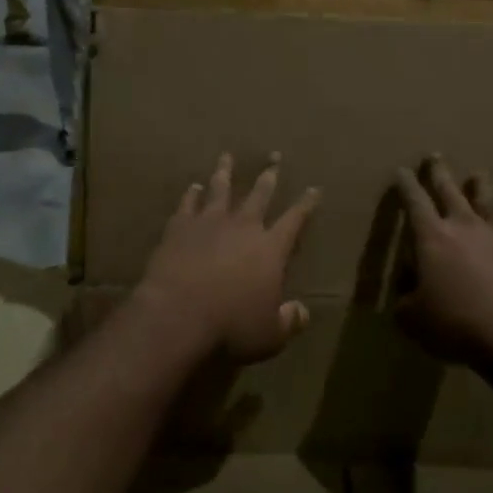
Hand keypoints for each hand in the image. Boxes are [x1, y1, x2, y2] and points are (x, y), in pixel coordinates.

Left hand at [134, 153, 319, 363]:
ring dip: (225, 172)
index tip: (314, 188)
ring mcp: (209, 222)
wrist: (178, 315)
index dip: (306, 204)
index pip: (295, 219)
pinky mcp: (180, 227)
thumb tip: (302, 312)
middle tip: (274, 158)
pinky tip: (193, 186)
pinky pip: (188, 204)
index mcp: (271, 248)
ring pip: (220, 189)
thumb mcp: (270, 335)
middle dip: (269, 176)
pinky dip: (191, 194)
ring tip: (227, 157)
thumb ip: (289, 321)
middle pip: (259, 194)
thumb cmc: (231, 327)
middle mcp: (243, 227)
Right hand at [392, 156, 492, 368]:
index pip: (414, 201)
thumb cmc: (457, 324)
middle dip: (439, 172)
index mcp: (432, 237)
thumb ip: (406, 301)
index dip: (406, 184)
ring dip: (479, 186)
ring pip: (486, 200)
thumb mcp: (415, 319)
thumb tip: (407, 294)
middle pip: (449, 189)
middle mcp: (464, 225)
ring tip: (478, 175)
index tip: (402, 170)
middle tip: (435, 156)